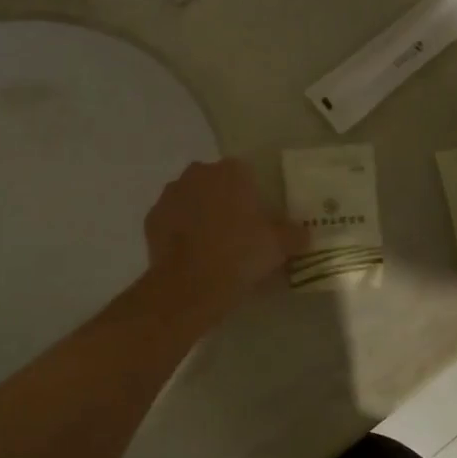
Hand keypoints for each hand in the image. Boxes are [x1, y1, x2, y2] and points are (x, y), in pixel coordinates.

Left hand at [143, 161, 307, 321]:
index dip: (253, 195)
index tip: (258, 219)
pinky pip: (172, 220)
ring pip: (191, 199)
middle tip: (237, 232)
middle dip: (224, 201)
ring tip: (213, 246)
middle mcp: (197, 174)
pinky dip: (180, 232)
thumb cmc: (240, 255)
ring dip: (200, 215)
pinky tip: (191, 255)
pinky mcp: (152, 218)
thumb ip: (293, 234)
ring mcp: (170, 194)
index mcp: (230, 172)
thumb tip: (304, 233)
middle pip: (215, 183)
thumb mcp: (278, 246)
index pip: (246, 173)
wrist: (189, 285)